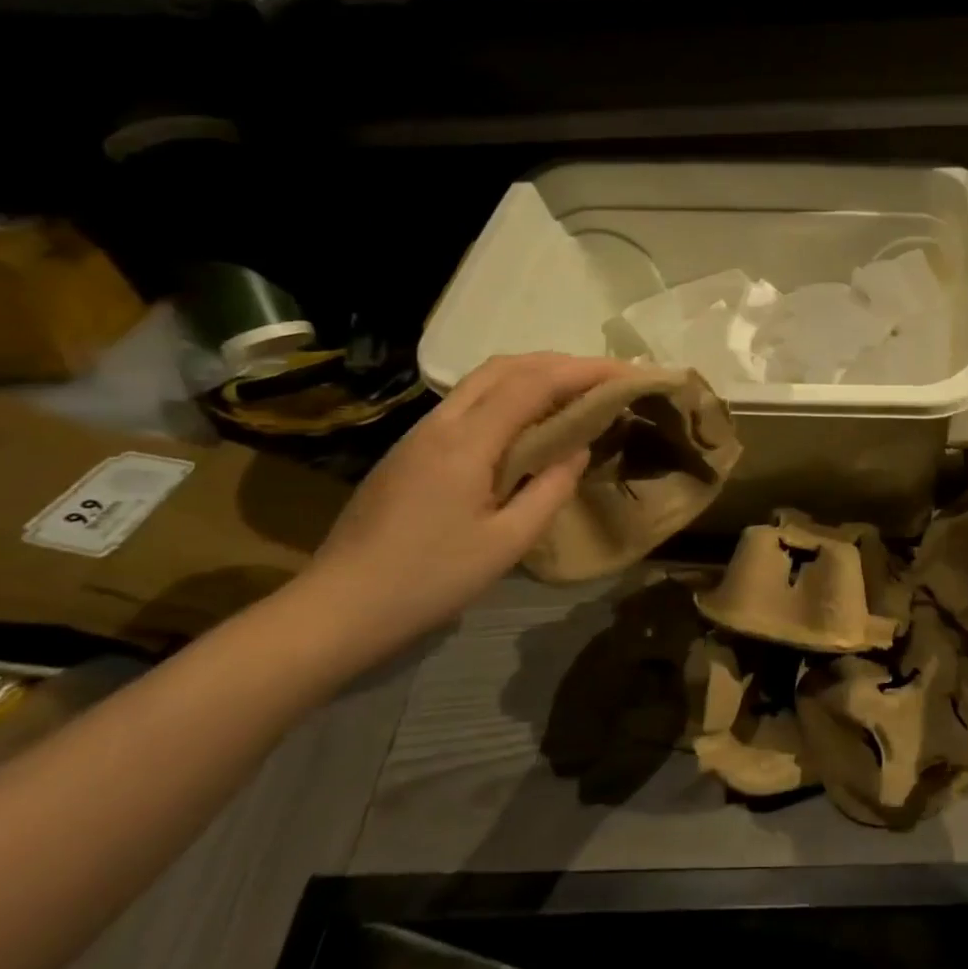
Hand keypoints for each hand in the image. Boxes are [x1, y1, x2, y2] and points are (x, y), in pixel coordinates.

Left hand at [294, 353, 627, 662]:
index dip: (584, 370)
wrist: (339, 606)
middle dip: (561, 362)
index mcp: (466, 442)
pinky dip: (510, 395)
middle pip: (506, 367)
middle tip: (606, 378)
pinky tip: (529, 422)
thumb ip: (550, 489)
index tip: (627, 372)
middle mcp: (441, 423)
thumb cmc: (430, 579)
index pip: (533, 383)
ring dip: (534, 374)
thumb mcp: (507, 543)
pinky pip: (470, 403)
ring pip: (483, 380)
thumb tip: (576, 450)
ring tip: (576, 392)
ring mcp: (420, 433)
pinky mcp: (411, 449)